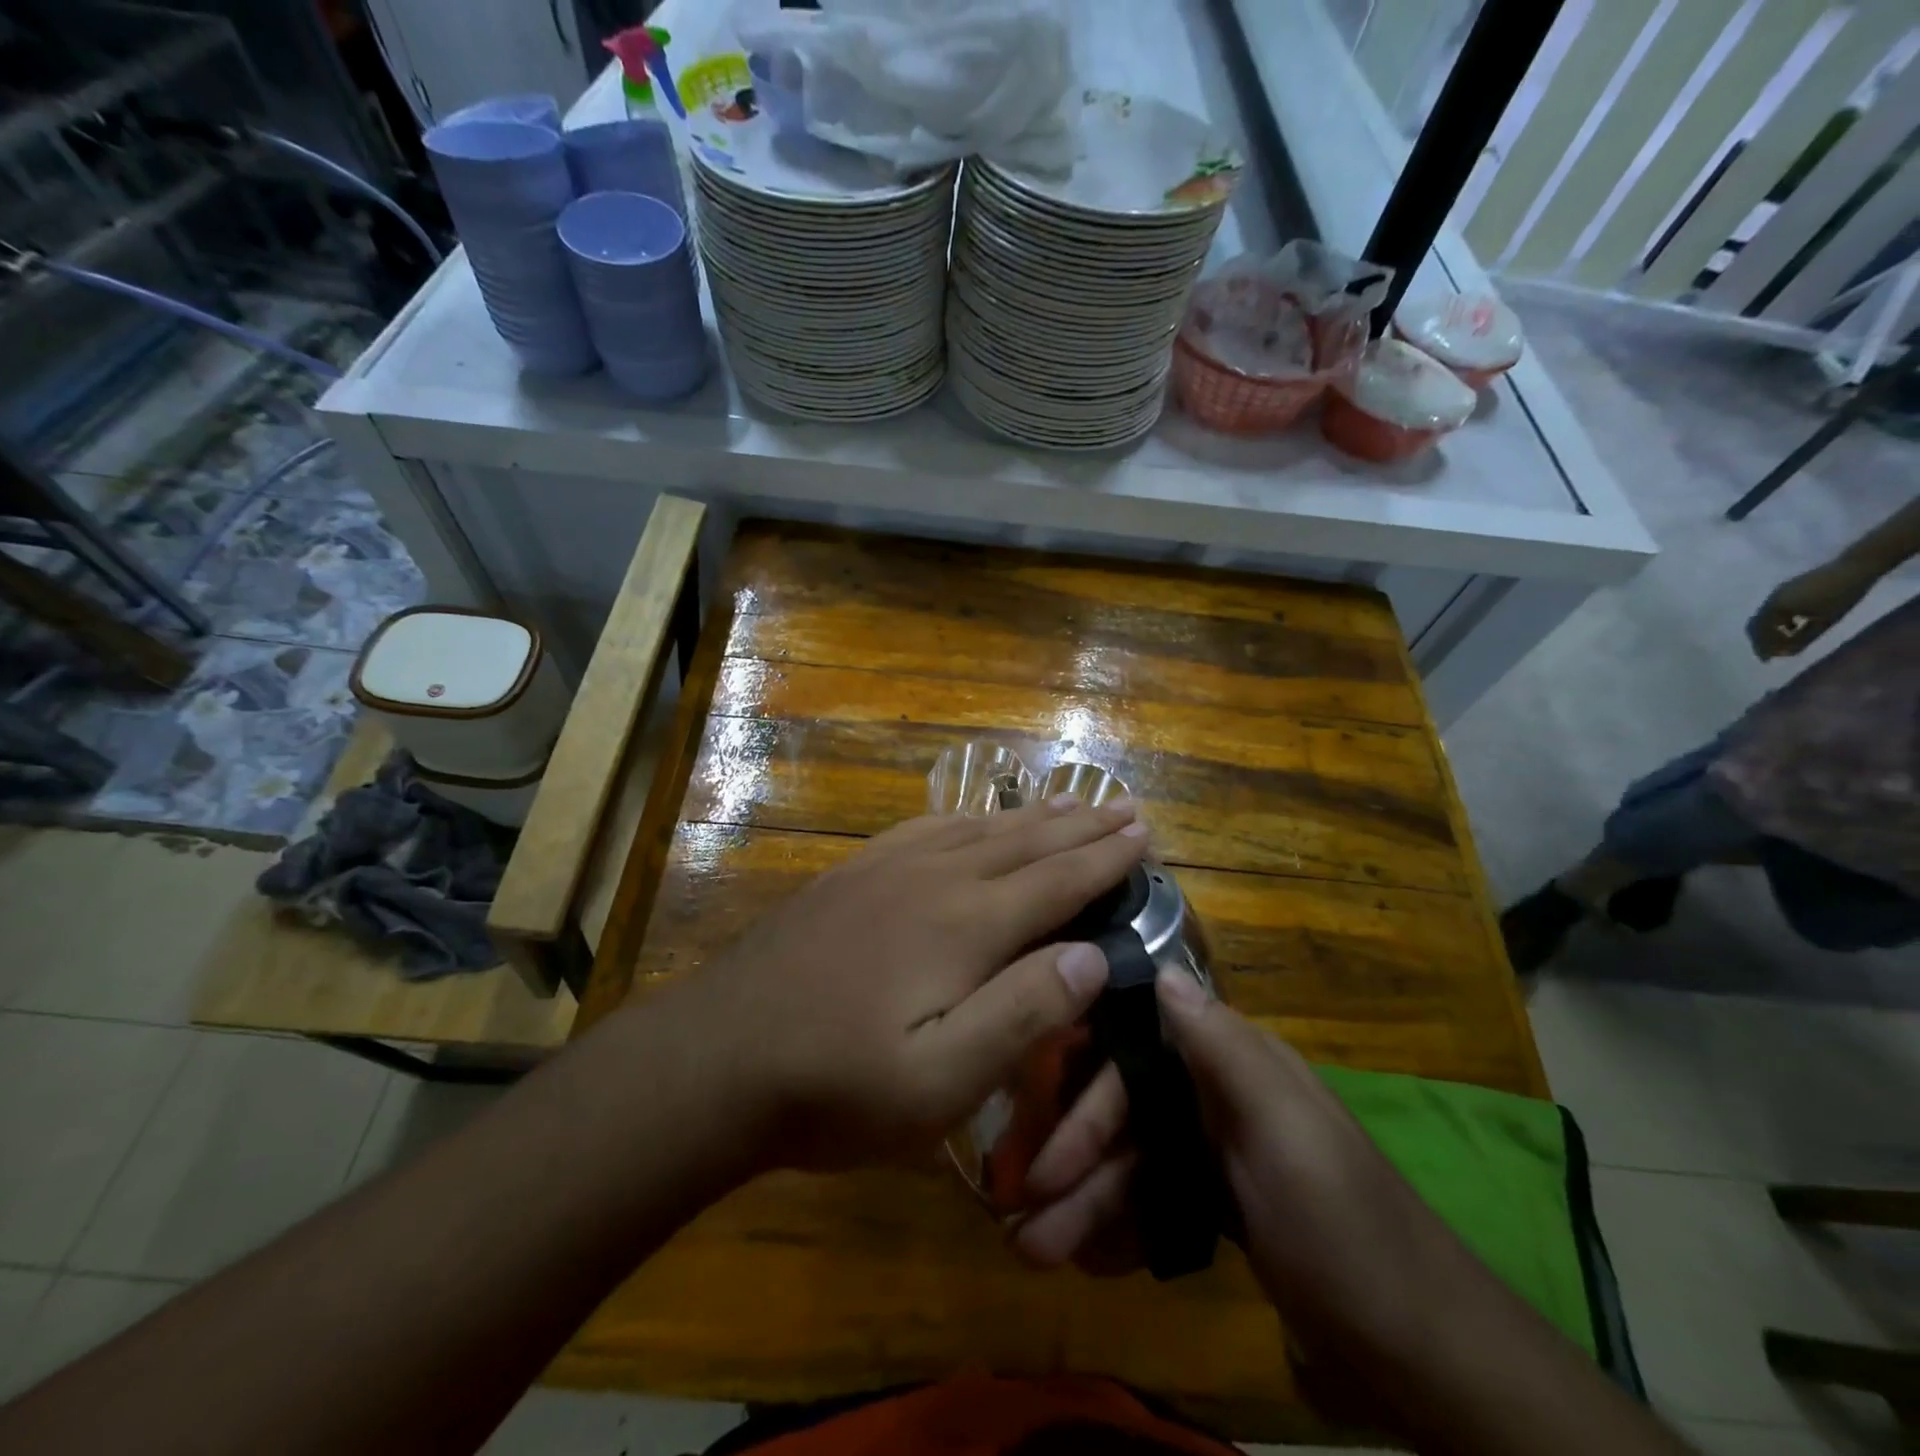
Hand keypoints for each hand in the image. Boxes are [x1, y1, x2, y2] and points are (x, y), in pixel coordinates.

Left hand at [651, 797, 1147, 1172]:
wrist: (716, 1055)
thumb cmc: (836, 1085)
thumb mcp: (940, 1081)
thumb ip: (1022, 1013)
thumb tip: (1092, 956)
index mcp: (966, 925)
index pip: (1056, 881)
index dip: (1105, 859)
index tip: (1144, 834)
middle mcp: (935, 878)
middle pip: (1025, 842)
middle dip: (1081, 826)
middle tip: (1125, 807)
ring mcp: (887, 868)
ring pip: (979, 828)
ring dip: (1032, 815)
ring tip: (1070, 802)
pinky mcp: (852, 873)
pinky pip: (927, 827)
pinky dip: (967, 817)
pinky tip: (971, 818)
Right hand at [1015, 971, 1462, 1361]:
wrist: (1425, 1355)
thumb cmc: (1345, 1229)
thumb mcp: (1285, 1131)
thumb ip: (1222, 1049)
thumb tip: (1160, 969)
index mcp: (1236, 1065)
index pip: (1137, 1053)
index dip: (1084, 1089)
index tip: (1034, 1130)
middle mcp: (1220, 1097)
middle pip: (1126, 1112)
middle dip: (1074, 1159)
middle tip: (1021, 1215)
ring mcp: (1220, 1154)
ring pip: (1134, 1161)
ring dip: (1085, 1202)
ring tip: (1037, 1253)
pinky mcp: (1222, 1205)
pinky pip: (1153, 1200)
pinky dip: (1119, 1226)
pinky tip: (1088, 1257)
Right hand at [1746, 558, 1876, 660]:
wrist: (1855, 567)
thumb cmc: (1841, 596)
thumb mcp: (1824, 621)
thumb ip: (1803, 638)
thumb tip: (1786, 653)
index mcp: (1775, 608)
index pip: (1761, 633)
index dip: (1764, 648)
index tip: (1768, 660)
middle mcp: (1769, 601)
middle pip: (1756, 625)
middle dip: (1761, 640)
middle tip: (1769, 653)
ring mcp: (1776, 593)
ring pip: (1763, 617)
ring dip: (1769, 630)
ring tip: (1781, 641)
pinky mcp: (1785, 589)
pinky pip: (1772, 609)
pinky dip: (1776, 621)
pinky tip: (1791, 626)